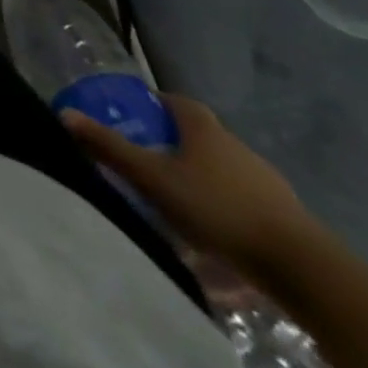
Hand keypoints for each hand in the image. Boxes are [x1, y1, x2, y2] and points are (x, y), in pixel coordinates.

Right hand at [61, 93, 317, 275]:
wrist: (303, 267)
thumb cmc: (218, 208)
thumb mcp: (153, 178)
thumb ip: (110, 147)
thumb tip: (65, 114)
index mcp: (202, 126)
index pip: (173, 100)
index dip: (151, 104)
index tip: (132, 116)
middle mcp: (234, 144)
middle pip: (196, 135)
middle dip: (171, 144)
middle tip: (145, 161)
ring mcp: (264, 180)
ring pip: (220, 169)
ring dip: (198, 178)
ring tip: (175, 201)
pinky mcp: (284, 215)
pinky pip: (242, 199)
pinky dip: (224, 206)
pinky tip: (212, 230)